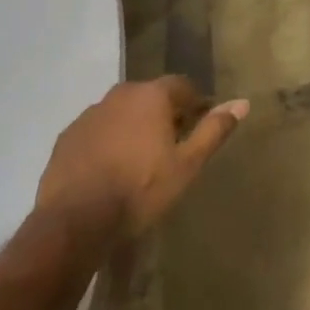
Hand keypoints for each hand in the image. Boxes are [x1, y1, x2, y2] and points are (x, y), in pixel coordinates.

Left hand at [37, 77, 248, 236]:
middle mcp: (121, 94)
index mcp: (152, 95)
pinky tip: (108, 169)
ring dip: (132, 127)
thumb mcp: (186, 165)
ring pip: (121, 113)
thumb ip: (213, 131)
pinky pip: (96, 131)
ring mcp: (90, 114)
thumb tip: (242, 103)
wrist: (74, 222)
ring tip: (138, 159)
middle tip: (170, 144)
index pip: (182, 86)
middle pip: (150, 97)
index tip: (198, 125)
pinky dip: (106, 142)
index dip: (193, 103)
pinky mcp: (67, 136)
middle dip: (163, 114)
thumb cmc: (139, 190)